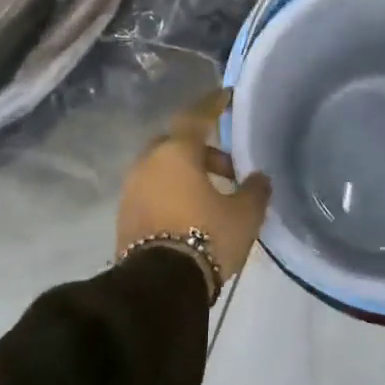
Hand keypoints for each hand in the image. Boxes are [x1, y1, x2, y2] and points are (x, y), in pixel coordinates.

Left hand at [117, 88, 272, 296]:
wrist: (159, 287)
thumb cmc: (206, 237)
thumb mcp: (244, 214)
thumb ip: (255, 190)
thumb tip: (259, 178)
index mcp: (176, 152)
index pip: (197, 117)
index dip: (214, 105)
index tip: (227, 96)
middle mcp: (149, 163)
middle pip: (177, 144)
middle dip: (202, 150)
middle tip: (229, 167)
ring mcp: (132, 190)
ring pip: (164, 169)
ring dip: (188, 174)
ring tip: (215, 195)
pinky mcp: (125, 216)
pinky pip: (154, 191)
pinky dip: (173, 192)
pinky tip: (194, 213)